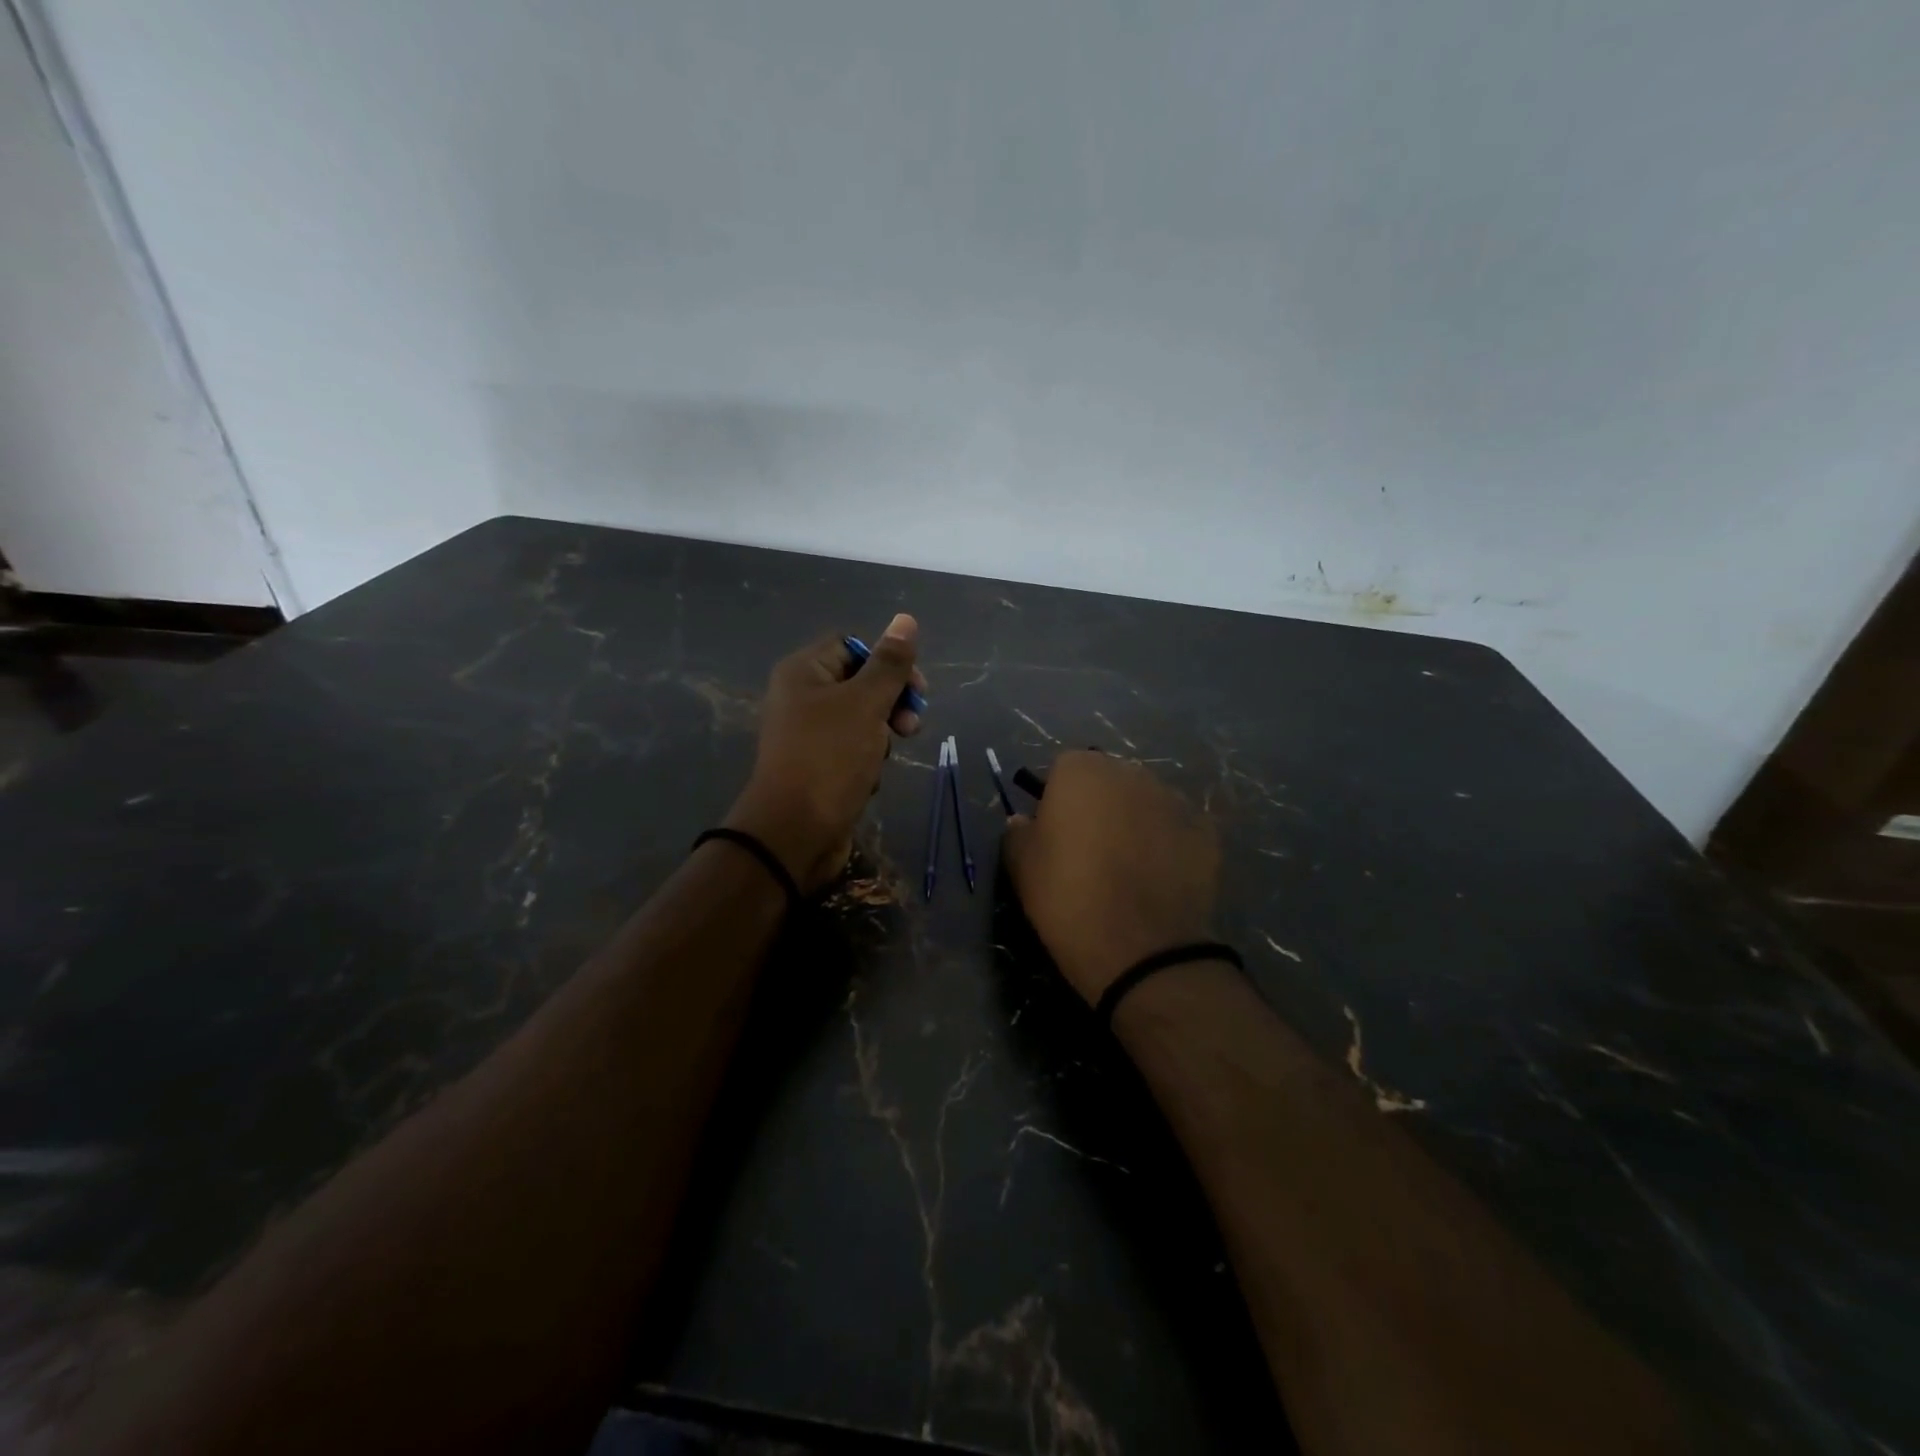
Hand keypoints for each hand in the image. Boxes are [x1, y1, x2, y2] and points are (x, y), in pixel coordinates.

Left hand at [724, 615, 927, 893]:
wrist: (794, 833)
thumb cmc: (829, 758)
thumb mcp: (865, 704)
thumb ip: (889, 664)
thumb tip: (905, 619)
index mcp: (804, 672)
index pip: (852, 645)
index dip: (886, 661)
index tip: (915, 688)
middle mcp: (801, 697)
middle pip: (860, 682)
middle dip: (891, 703)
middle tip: (910, 726)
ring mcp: (808, 735)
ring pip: (861, 720)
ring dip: (881, 736)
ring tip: (882, 758)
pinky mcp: (818, 766)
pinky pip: (853, 751)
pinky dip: (867, 761)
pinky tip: (867, 780)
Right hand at [1002, 751, 1220, 1003]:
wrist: (1142, 948)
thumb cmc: (1068, 898)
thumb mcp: (1021, 867)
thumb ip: (1017, 833)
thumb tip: (1024, 821)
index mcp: (1082, 770)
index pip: (1063, 768)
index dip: (1056, 799)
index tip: (1053, 833)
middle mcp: (1131, 772)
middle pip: (1108, 779)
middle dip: (1099, 804)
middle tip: (1089, 849)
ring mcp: (1174, 799)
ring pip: (1145, 802)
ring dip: (1135, 821)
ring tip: (1129, 866)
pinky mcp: (1206, 831)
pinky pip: (1177, 828)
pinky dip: (1168, 844)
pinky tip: (1160, 878)